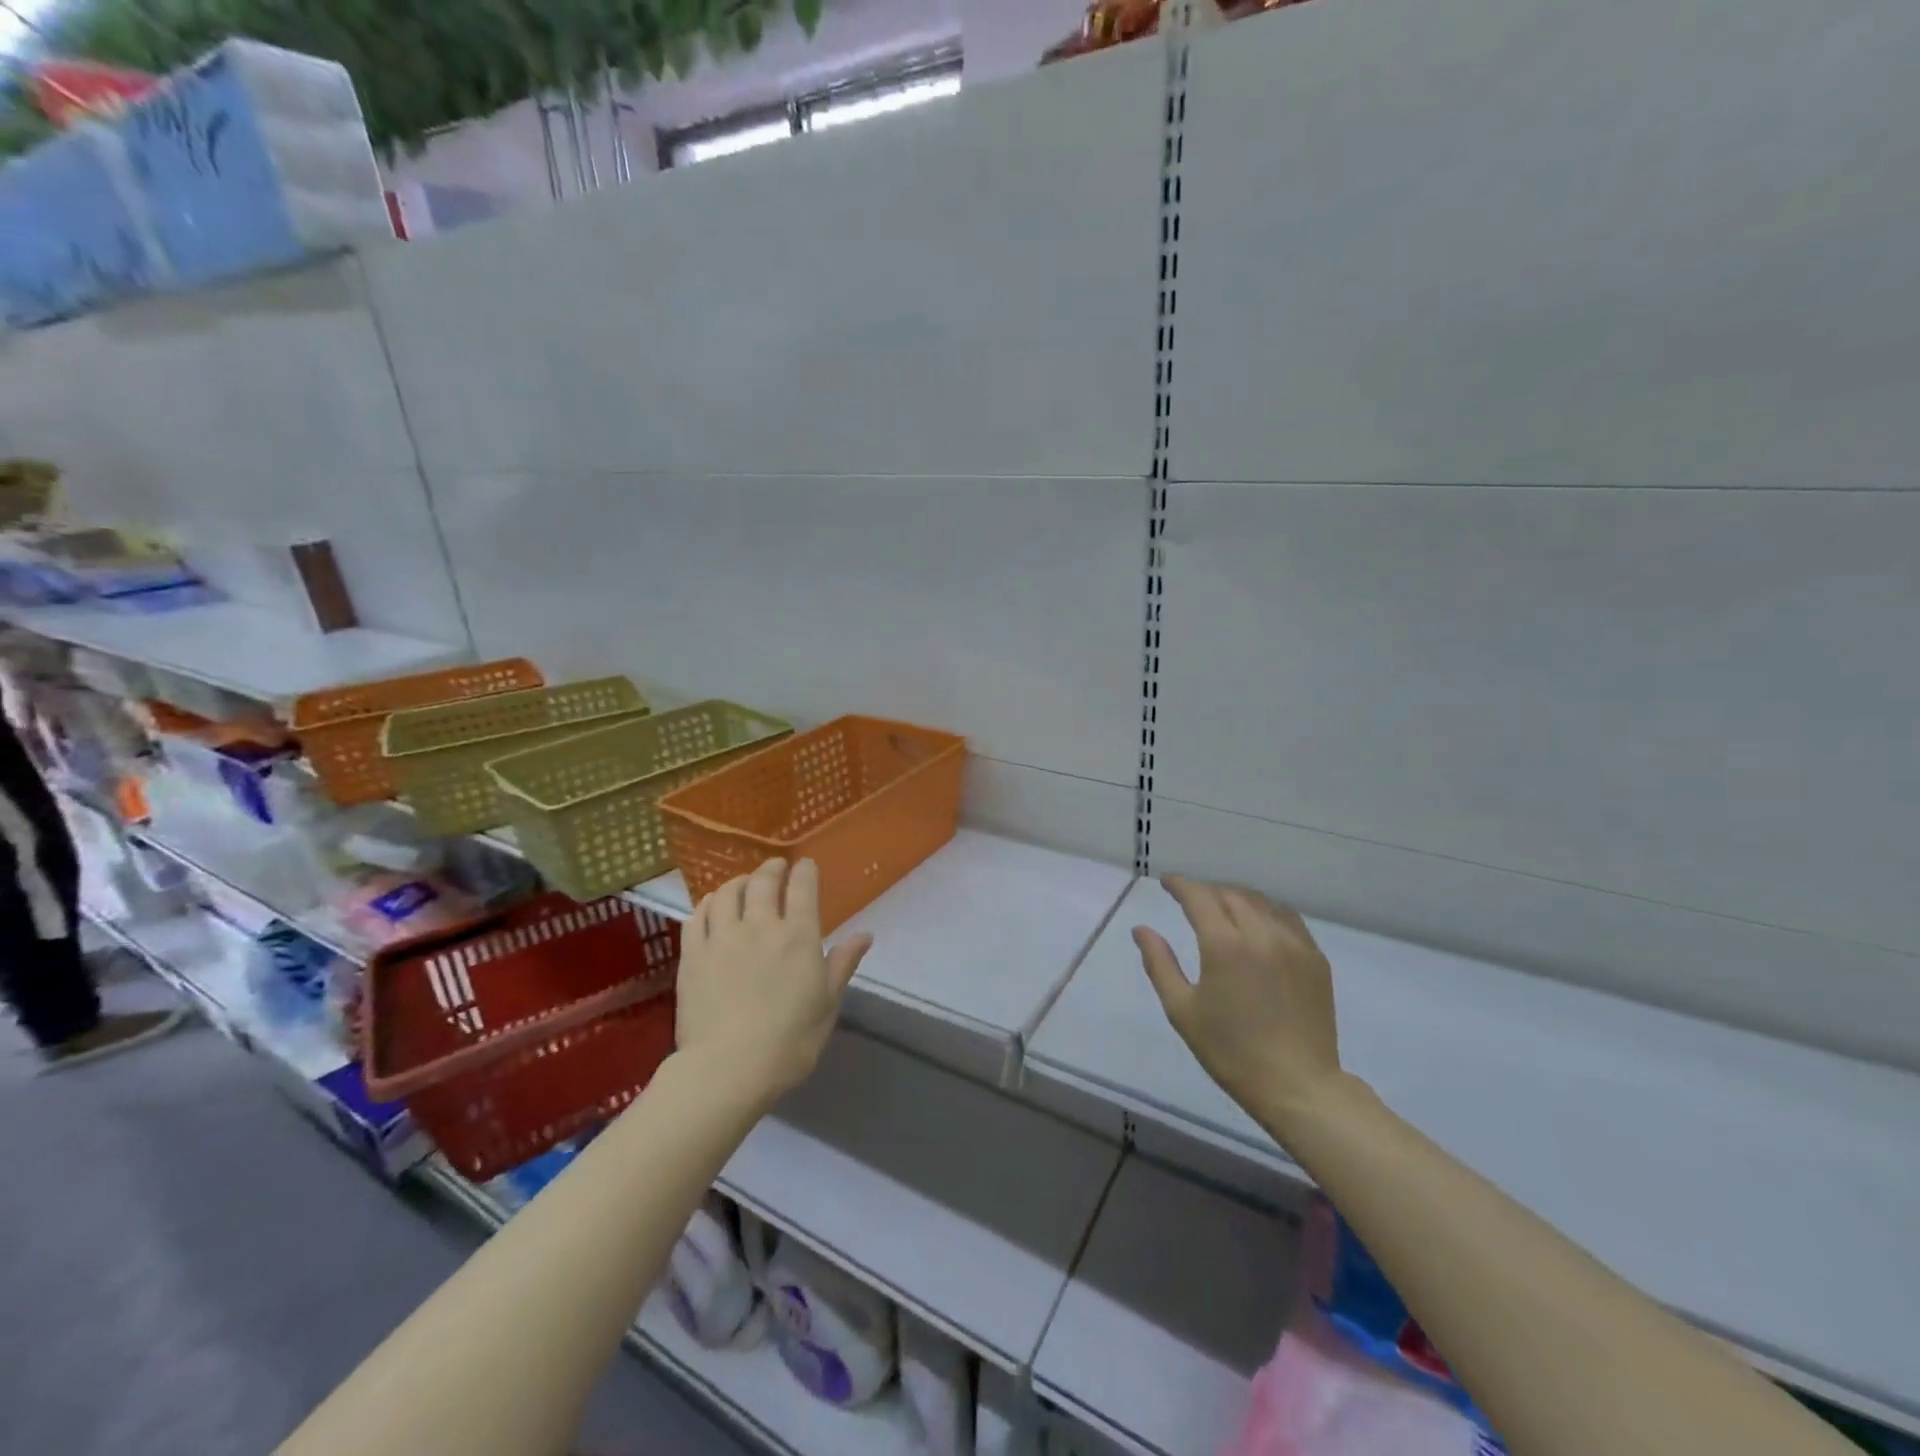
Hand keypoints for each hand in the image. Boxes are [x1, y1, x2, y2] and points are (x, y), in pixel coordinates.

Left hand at [676, 858, 872, 1104]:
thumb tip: (865, 935)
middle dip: (771, 868)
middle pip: (763, 882)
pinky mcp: (693, 954)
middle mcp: (760, 926)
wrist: (729, 1068)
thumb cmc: (790, 1040)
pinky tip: (712, 906)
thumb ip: (843, 964)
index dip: (805, 871)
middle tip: (775, 867)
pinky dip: (708, 903)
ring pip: (728, 892)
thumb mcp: (827, 1004)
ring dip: (738, 881)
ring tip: (743, 883)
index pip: (803, 887)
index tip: (805, 866)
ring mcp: (722, 937)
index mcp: (799, 935)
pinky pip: (697, 916)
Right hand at [1133, 875, 1346, 1136]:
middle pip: (1230, 895)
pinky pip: (1288, 919)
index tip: (1166, 882)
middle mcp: (1260, 934)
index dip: (1180, 884)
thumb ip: (1159, 963)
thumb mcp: (1182, 1010)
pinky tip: (1259, 923)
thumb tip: (1142, 930)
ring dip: (1236, 897)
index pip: (1198, 897)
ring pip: (1261, 902)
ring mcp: (1293, 944)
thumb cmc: (1230, 1051)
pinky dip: (1266, 911)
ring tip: (1222, 906)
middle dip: (1206, 890)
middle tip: (1190, 898)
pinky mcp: (1315, 958)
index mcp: (1224, 945)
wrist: (1297, 1086)